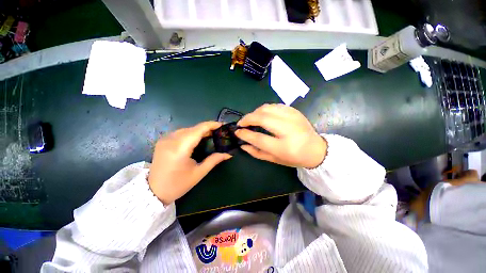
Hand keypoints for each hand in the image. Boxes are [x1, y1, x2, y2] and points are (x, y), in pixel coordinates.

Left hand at [148, 121, 231, 204]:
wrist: (153, 191)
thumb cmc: (178, 184)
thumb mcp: (199, 173)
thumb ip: (214, 160)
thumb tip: (228, 154)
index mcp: (180, 148)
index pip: (198, 130)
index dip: (211, 125)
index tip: (222, 125)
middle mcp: (171, 139)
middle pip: (193, 128)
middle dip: (207, 128)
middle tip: (218, 133)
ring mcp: (165, 139)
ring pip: (187, 129)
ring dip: (199, 131)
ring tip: (210, 135)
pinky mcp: (162, 140)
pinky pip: (180, 132)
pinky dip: (191, 133)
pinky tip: (197, 139)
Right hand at [235, 104, 326, 167]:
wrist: (316, 149)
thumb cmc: (294, 158)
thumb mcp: (274, 159)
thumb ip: (256, 152)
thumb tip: (242, 144)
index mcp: (284, 147)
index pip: (259, 138)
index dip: (245, 134)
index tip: (237, 132)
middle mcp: (289, 130)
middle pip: (262, 118)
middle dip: (247, 118)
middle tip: (241, 123)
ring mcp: (293, 117)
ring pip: (267, 108)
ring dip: (255, 112)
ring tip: (251, 119)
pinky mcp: (294, 111)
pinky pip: (274, 105)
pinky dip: (264, 109)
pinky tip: (262, 115)